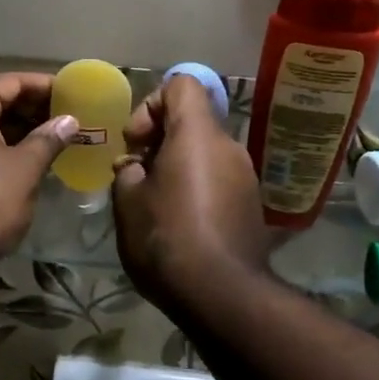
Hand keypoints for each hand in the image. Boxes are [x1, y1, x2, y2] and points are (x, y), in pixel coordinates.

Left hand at [0, 72, 78, 268]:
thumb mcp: (24, 169)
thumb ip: (48, 139)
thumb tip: (69, 121)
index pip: (9, 82)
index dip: (43, 86)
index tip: (73, 94)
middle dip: (32, 109)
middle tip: (68, 119)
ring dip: (19, 130)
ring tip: (55, 139)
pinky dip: (1, 147)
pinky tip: (28, 161)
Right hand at [112, 76, 269, 309]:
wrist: (222, 295)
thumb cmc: (167, 237)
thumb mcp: (128, 201)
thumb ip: (128, 171)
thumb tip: (136, 168)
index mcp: (197, 134)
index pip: (182, 85)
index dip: (151, 103)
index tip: (135, 142)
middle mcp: (228, 146)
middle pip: (192, 121)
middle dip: (159, 141)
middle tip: (136, 176)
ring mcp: (245, 177)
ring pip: (204, 153)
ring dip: (176, 167)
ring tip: (154, 204)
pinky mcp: (251, 205)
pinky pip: (218, 179)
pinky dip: (196, 188)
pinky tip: (178, 224)